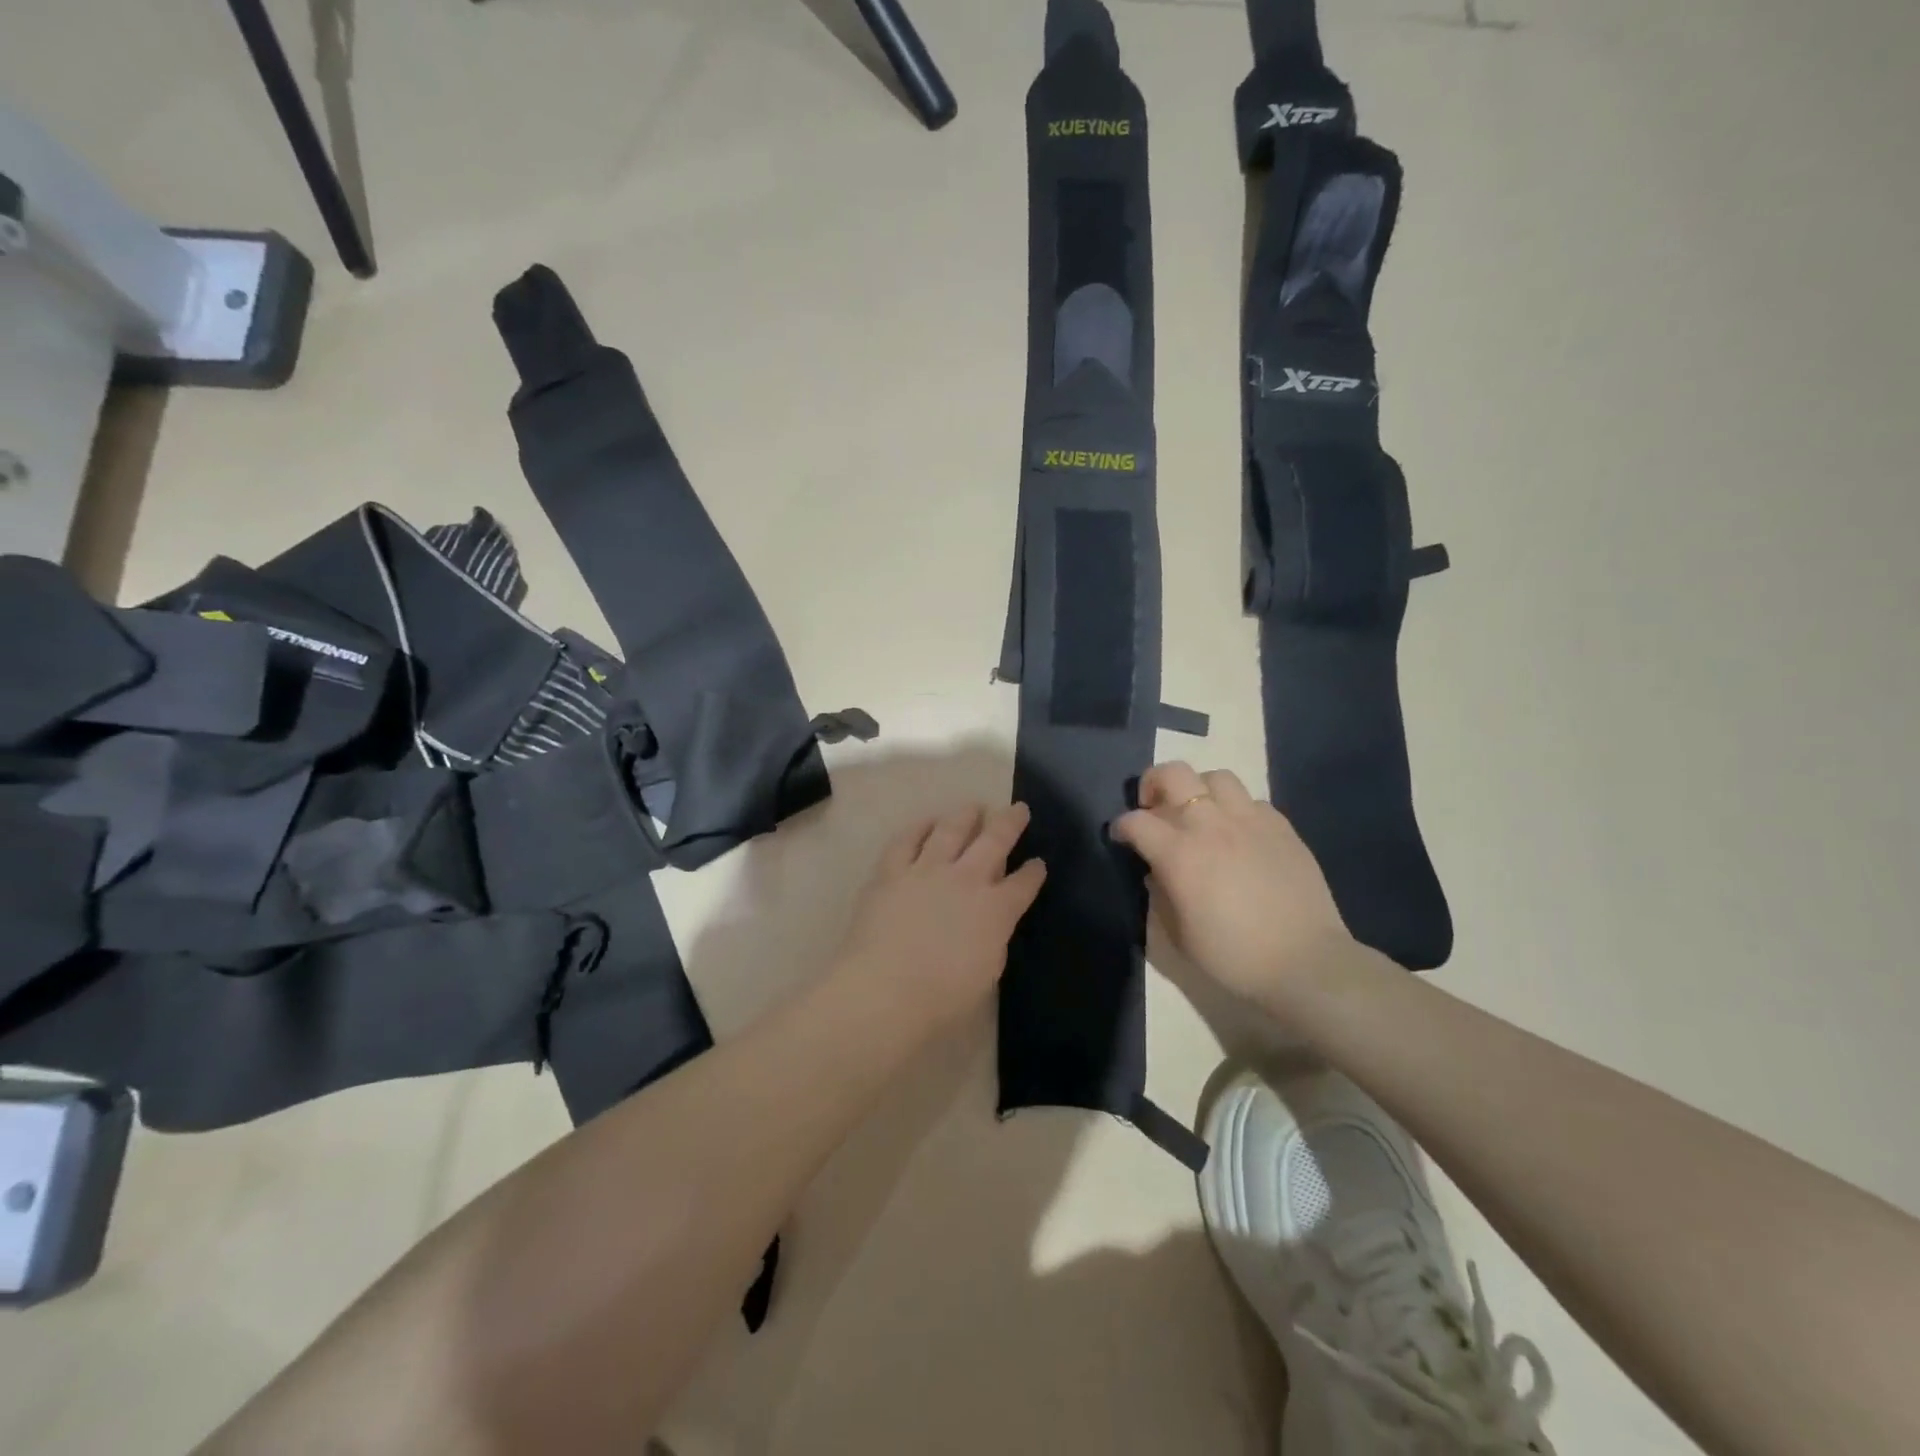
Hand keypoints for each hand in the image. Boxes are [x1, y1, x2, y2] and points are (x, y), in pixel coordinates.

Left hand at [832, 802, 1046, 1035]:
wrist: (885, 991)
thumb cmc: (942, 999)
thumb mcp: (987, 974)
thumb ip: (993, 939)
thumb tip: (990, 922)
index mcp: (996, 910)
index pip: (1023, 884)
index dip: (1033, 872)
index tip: (1038, 863)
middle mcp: (966, 880)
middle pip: (994, 841)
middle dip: (1010, 822)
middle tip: (1019, 809)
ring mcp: (927, 871)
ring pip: (951, 830)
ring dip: (965, 816)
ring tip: (973, 806)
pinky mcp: (891, 872)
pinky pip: (906, 840)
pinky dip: (919, 828)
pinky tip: (926, 822)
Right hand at [1111, 763, 1350, 1002]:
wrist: (1305, 964)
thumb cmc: (1233, 957)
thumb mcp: (1179, 936)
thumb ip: (1161, 895)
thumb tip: (1159, 872)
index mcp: (1179, 853)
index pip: (1136, 821)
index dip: (1121, 827)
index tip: (1122, 839)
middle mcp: (1211, 825)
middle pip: (1174, 773)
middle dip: (1154, 783)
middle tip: (1156, 808)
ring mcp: (1250, 821)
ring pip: (1216, 777)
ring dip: (1200, 790)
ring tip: (1202, 815)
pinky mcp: (1282, 827)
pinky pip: (1252, 801)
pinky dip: (1237, 810)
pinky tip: (1240, 834)